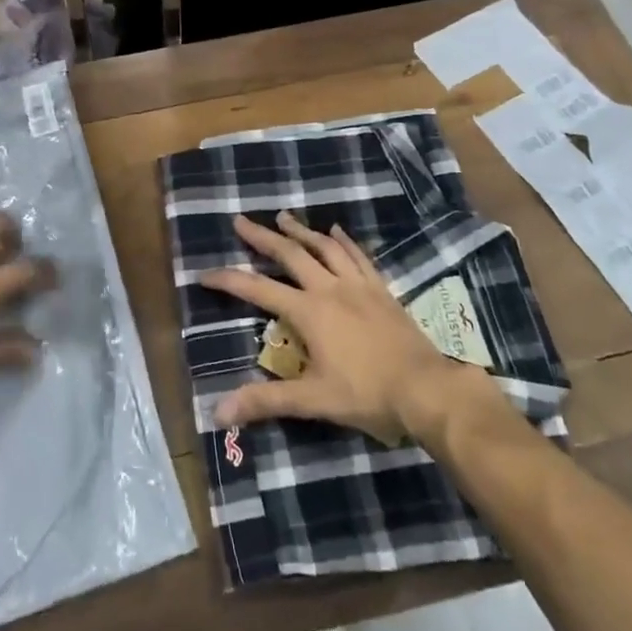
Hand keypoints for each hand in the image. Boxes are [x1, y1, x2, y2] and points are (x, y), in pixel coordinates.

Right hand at [200, 212, 482, 439]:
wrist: (426, 388)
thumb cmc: (367, 395)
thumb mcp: (313, 401)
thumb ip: (266, 402)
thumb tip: (218, 413)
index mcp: (308, 312)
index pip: (258, 290)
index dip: (229, 281)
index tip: (205, 273)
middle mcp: (329, 288)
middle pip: (290, 254)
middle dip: (262, 237)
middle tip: (241, 220)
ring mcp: (358, 284)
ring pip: (324, 247)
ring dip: (301, 231)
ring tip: (283, 217)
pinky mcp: (381, 288)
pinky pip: (358, 255)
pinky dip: (344, 240)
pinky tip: (336, 231)